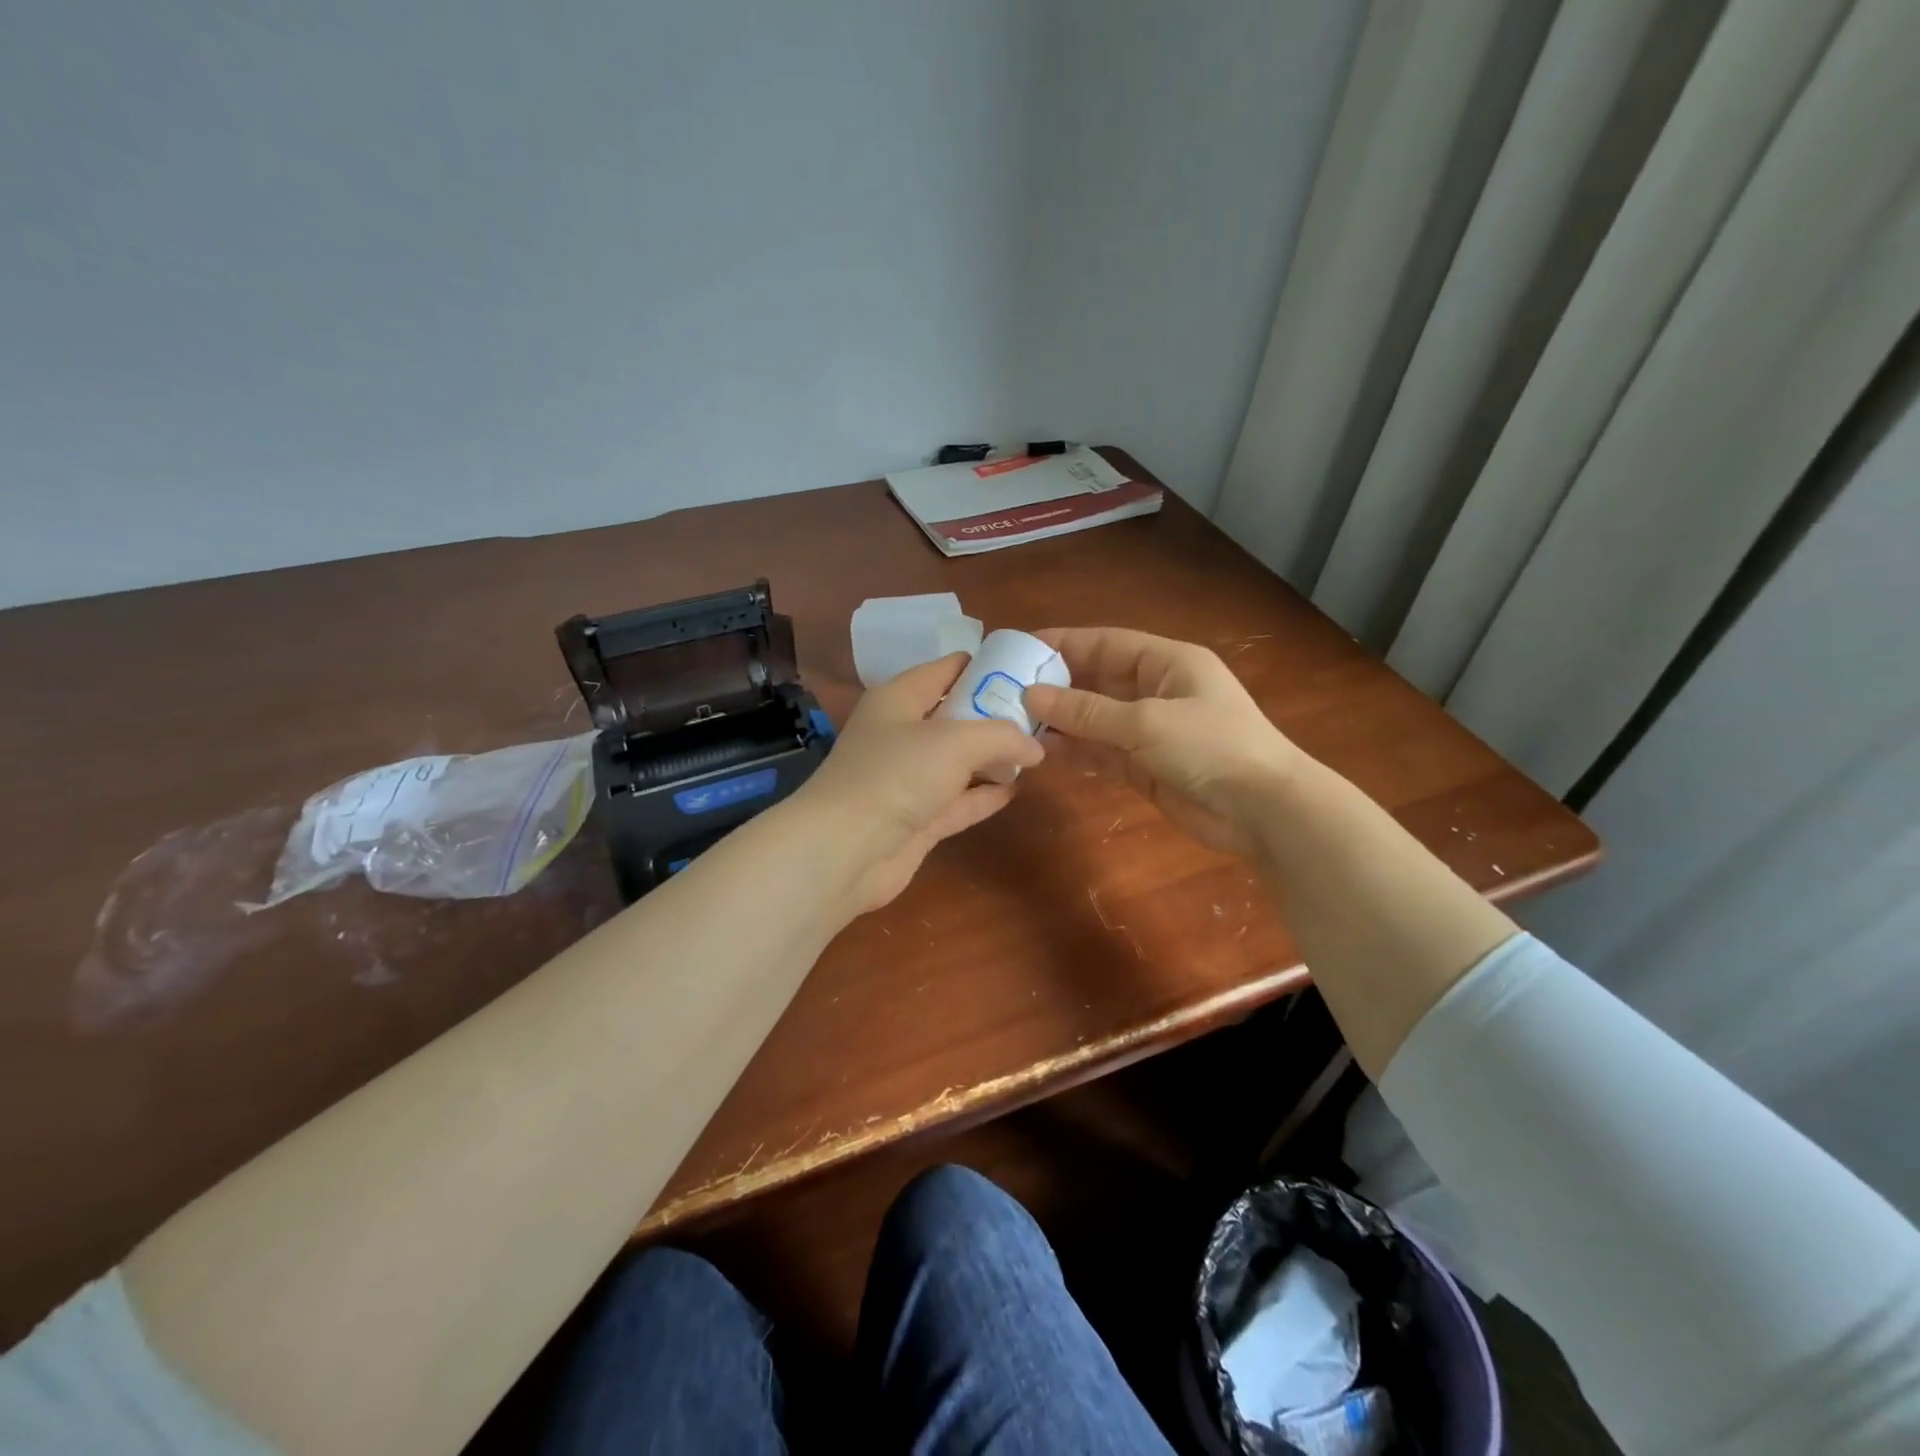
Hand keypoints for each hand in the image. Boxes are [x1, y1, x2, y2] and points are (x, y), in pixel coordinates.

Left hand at [794, 653, 1043, 913]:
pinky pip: (958, 800)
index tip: (1026, 670)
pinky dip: (984, 794)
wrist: (845, 851)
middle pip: (956, 716)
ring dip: (993, 757)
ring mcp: (908, 779)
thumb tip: (1037, 747)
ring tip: (1038, 751)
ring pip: (959, 761)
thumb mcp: (956, 741)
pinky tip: (1016, 789)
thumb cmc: (896, 775)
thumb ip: (1002, 736)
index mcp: (899, 698)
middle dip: (996, 715)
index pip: (946, 669)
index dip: (985, 666)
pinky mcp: (917, 819)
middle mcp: (902, 734)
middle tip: (1042, 715)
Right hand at [1025, 627, 1301, 858]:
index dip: (1063, 644)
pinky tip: (1042, 753)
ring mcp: (1150, 730)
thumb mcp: (1146, 722)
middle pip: (1096, 680)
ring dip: (1060, 722)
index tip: (1019, 648)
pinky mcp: (1145, 766)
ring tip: (1015, 723)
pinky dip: (1075, 752)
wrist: (1263, 811)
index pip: (1106, 643)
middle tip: (1006, 690)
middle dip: (1056, 686)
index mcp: (1167, 662)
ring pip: (1095, 719)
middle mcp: (1156, 691)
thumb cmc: (1211, 747)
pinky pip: (1102, 752)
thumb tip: (1031, 696)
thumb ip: (1087, 711)